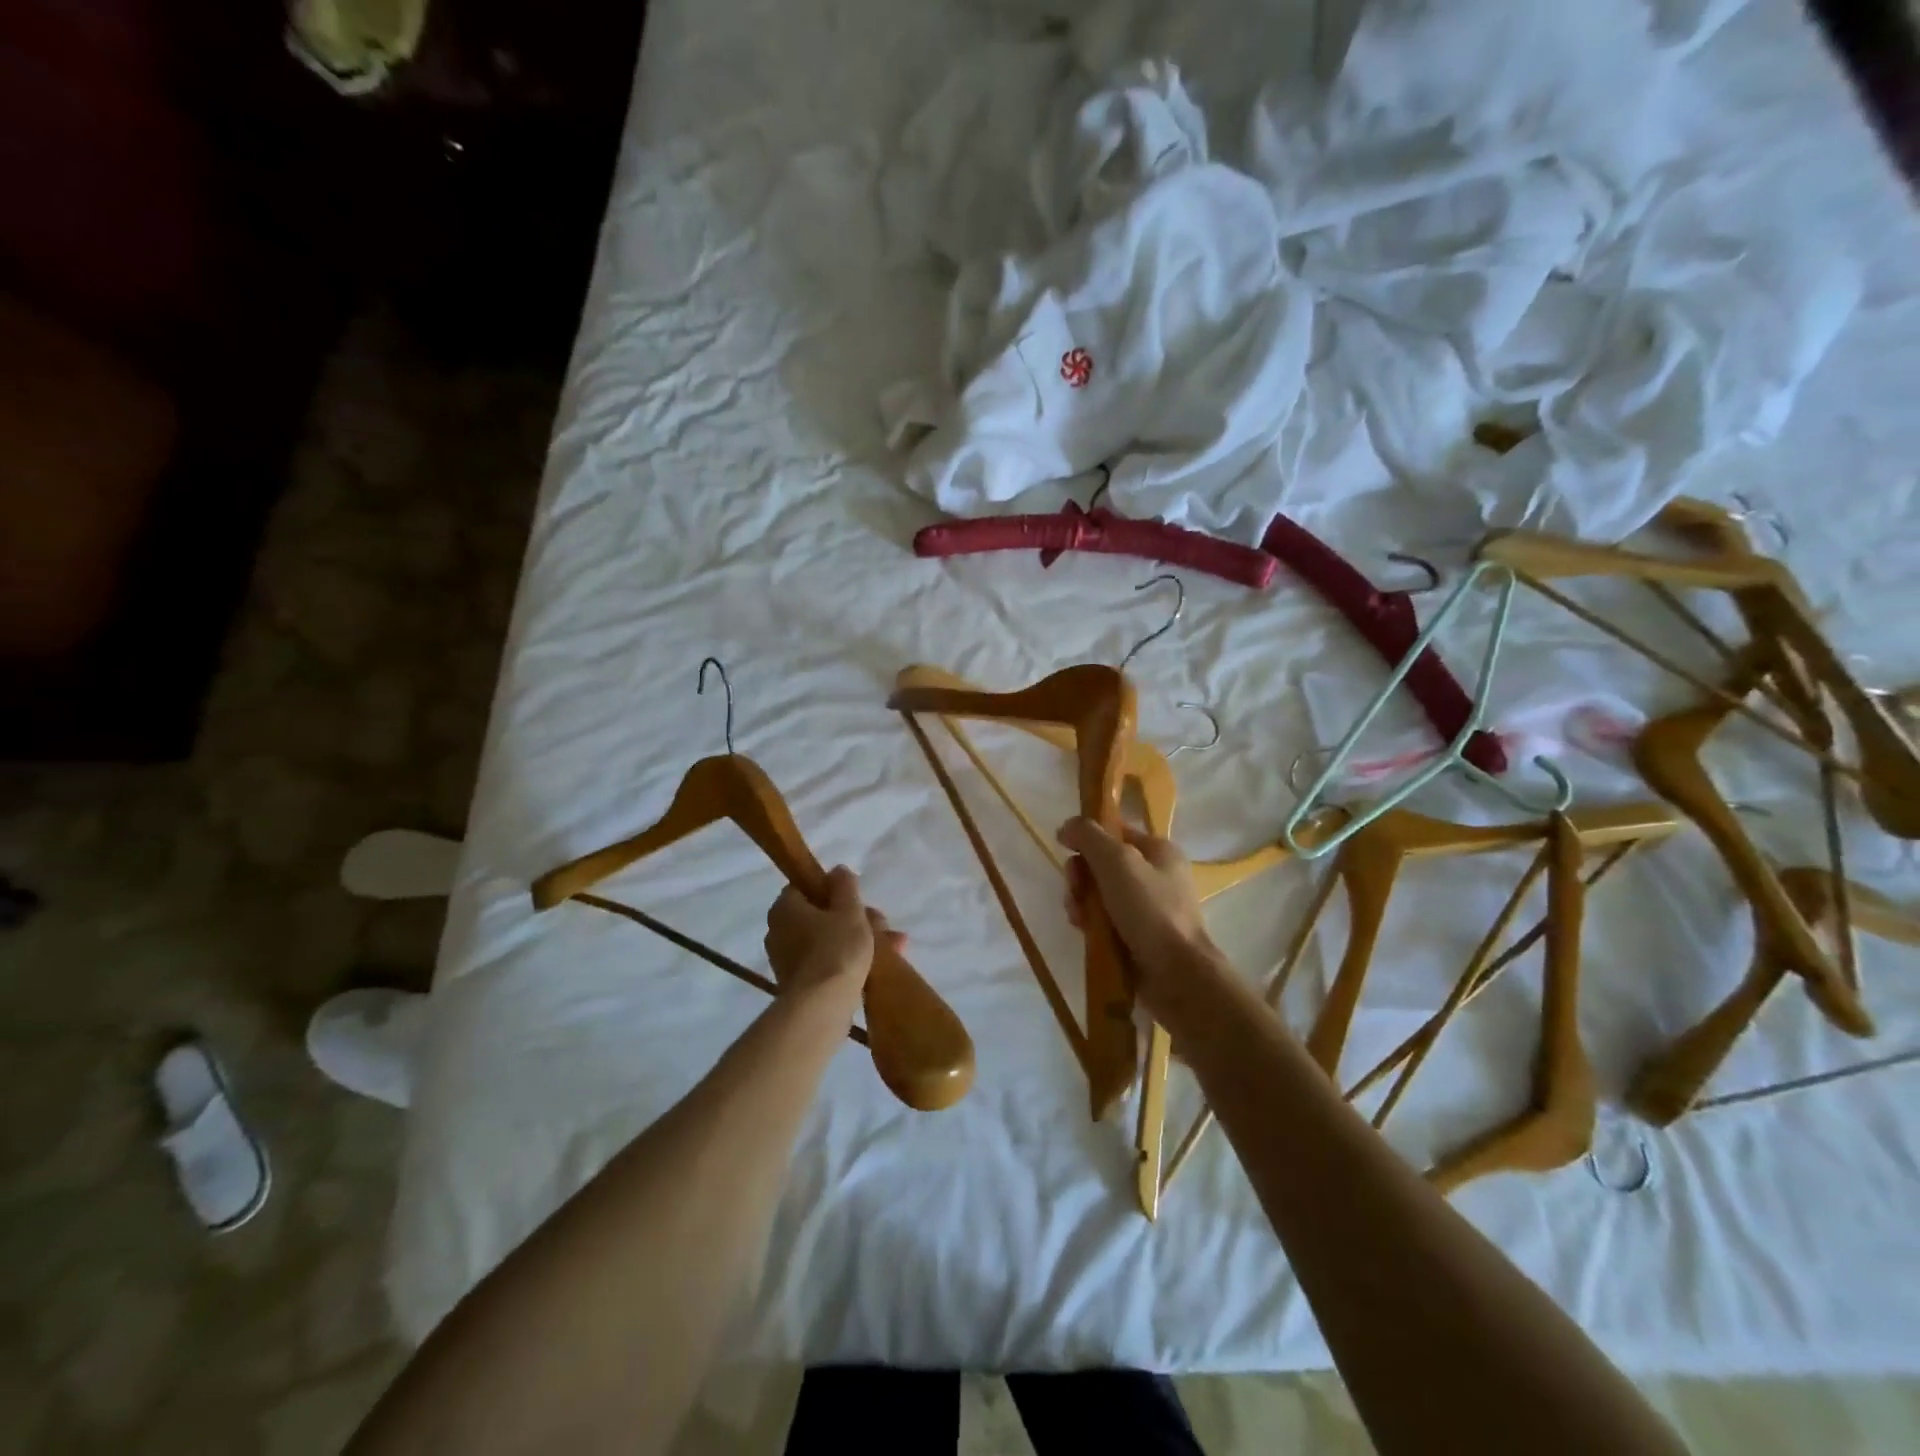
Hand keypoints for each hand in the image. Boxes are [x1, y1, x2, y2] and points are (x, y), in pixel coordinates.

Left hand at [764, 867, 901, 995]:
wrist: (822, 1007)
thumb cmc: (836, 949)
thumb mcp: (849, 910)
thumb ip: (845, 886)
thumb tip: (837, 870)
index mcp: (784, 908)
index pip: (805, 887)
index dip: (833, 890)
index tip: (857, 898)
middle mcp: (779, 932)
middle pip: (821, 915)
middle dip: (855, 918)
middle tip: (881, 923)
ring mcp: (788, 960)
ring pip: (828, 940)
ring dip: (859, 940)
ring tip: (894, 945)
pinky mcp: (800, 985)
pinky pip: (827, 963)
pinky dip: (849, 961)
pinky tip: (879, 965)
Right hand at [1058, 818, 1216, 1008]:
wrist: (1177, 975)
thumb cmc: (1150, 910)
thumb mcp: (1117, 861)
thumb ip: (1089, 836)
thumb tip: (1067, 827)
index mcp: (1158, 850)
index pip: (1113, 831)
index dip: (1087, 838)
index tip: (1066, 851)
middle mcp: (1155, 876)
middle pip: (1102, 864)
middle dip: (1081, 877)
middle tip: (1075, 892)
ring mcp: (1147, 908)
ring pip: (1099, 894)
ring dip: (1082, 902)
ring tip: (1079, 919)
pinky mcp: (1138, 937)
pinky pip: (1105, 921)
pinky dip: (1092, 925)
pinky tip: (1086, 933)